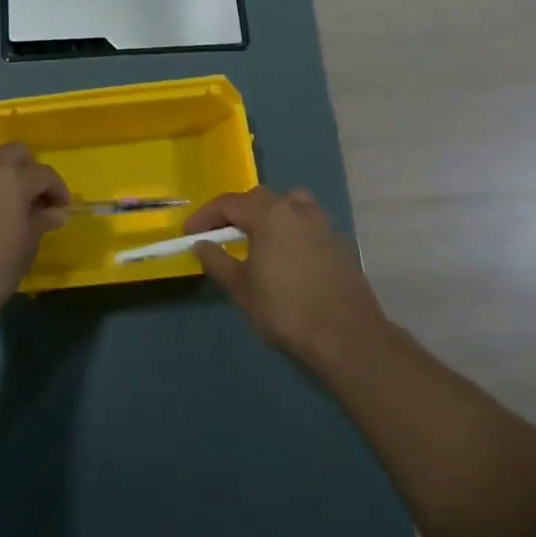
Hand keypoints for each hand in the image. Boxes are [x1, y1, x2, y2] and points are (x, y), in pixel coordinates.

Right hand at [186, 187, 388, 372]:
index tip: (189, 233)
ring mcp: (324, 227)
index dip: (205, 216)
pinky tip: (288, 261)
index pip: (229, 203)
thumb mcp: (241, 288)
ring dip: (271, 216)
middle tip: (222, 236)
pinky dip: (292, 234)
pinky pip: (309, 228)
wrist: (346, 337)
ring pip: (292, 206)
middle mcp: (298, 211)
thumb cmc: (285, 310)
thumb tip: (201, 244)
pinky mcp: (340, 246)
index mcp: (271, 215)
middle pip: (261, 199)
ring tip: (259, 241)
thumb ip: (217, 261)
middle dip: (237, 212)